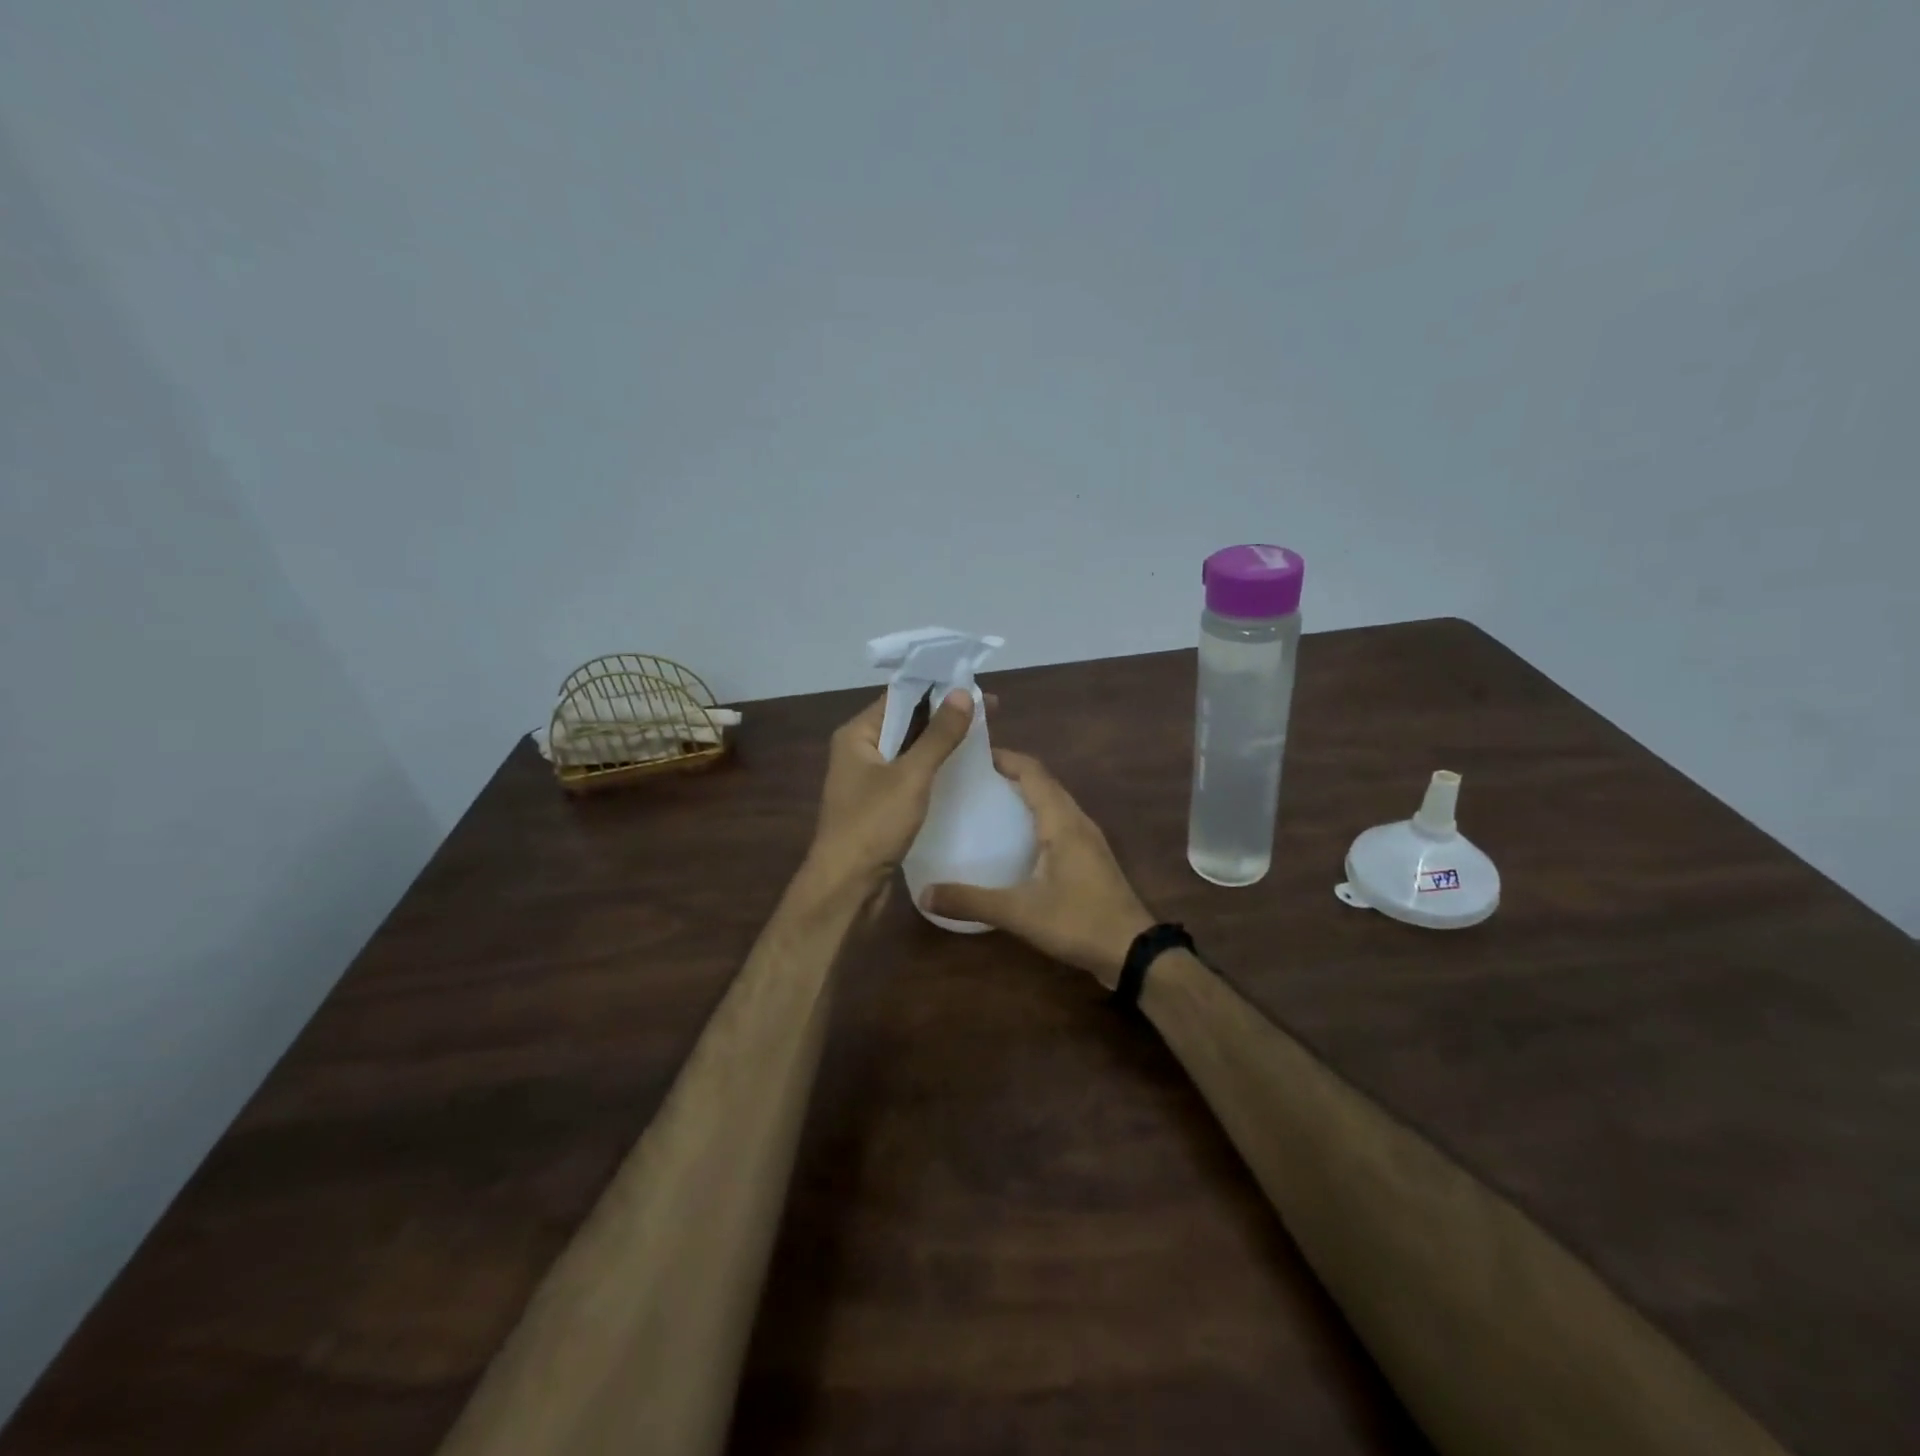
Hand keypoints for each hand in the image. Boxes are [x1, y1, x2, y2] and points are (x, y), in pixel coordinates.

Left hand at [805, 688, 976, 892]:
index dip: (938, 688)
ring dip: (941, 742)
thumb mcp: (911, 776)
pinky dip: (933, 768)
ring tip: (983, 736)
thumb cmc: (873, 825)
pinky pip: (910, 775)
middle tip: (989, 712)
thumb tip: (962, 692)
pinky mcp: (879, 804)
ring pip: (910, 750)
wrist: (846, 886)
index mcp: (857, 734)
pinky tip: (961, 771)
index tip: (975, 686)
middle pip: (906, 722)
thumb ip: (938, 734)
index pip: (900, 697)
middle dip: (945, 715)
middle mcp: (859, 750)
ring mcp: (868, 778)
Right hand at [921, 750, 1154, 988]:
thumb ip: (972, 901)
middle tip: (971, 779)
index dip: (1005, 757)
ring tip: (989, 802)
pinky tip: (1016, 839)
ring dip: (1025, 794)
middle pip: (1044, 782)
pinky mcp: (1091, 858)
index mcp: (1062, 822)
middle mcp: (1077, 821)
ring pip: (1054, 802)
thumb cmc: (1078, 921)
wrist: (1133, 951)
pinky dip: (1036, 816)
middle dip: (1010, 773)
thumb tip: (924, 893)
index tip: (972, 754)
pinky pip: (1060, 822)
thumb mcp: (1019, 912)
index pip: (1033, 772)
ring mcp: (1088, 839)